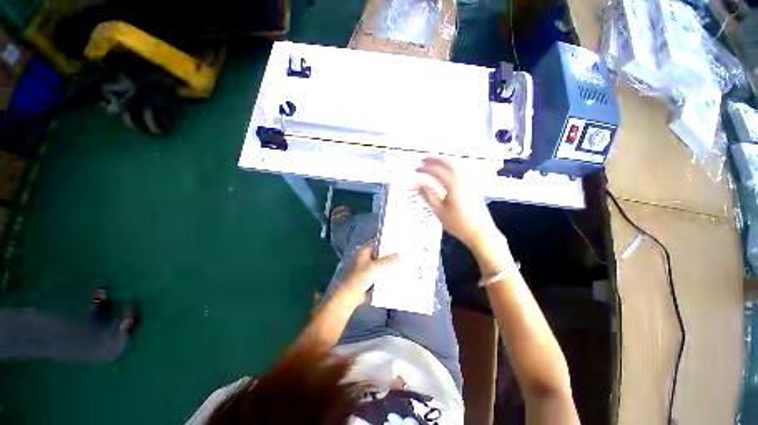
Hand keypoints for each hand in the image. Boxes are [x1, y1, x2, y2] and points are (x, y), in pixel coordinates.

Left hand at [337, 243, 399, 306]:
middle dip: (391, 253)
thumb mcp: (375, 267)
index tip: (400, 241)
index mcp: (364, 251)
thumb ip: (389, 260)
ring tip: (404, 261)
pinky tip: (397, 273)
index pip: (378, 242)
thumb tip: (402, 253)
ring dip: (389, 263)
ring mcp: (367, 267)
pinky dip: (386, 272)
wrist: (349, 296)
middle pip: (380, 253)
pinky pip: (380, 272)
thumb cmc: (360, 278)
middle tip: (405, 251)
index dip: (388, 241)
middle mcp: (365, 257)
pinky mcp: (369, 277)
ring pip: (381, 263)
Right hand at [417, 157, 497, 248]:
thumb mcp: (439, 211)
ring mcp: (470, 181)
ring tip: (433, 162)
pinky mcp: (474, 185)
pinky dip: (452, 166)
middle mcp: (463, 178)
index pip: (436, 171)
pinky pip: (461, 169)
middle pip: (448, 163)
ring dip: (443, 161)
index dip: (425, 168)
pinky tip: (447, 170)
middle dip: (434, 159)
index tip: (416, 169)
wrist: (480, 232)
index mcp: (453, 184)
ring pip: (456, 164)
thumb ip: (429, 195)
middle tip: (423, 159)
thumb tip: (419, 183)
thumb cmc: (458, 223)